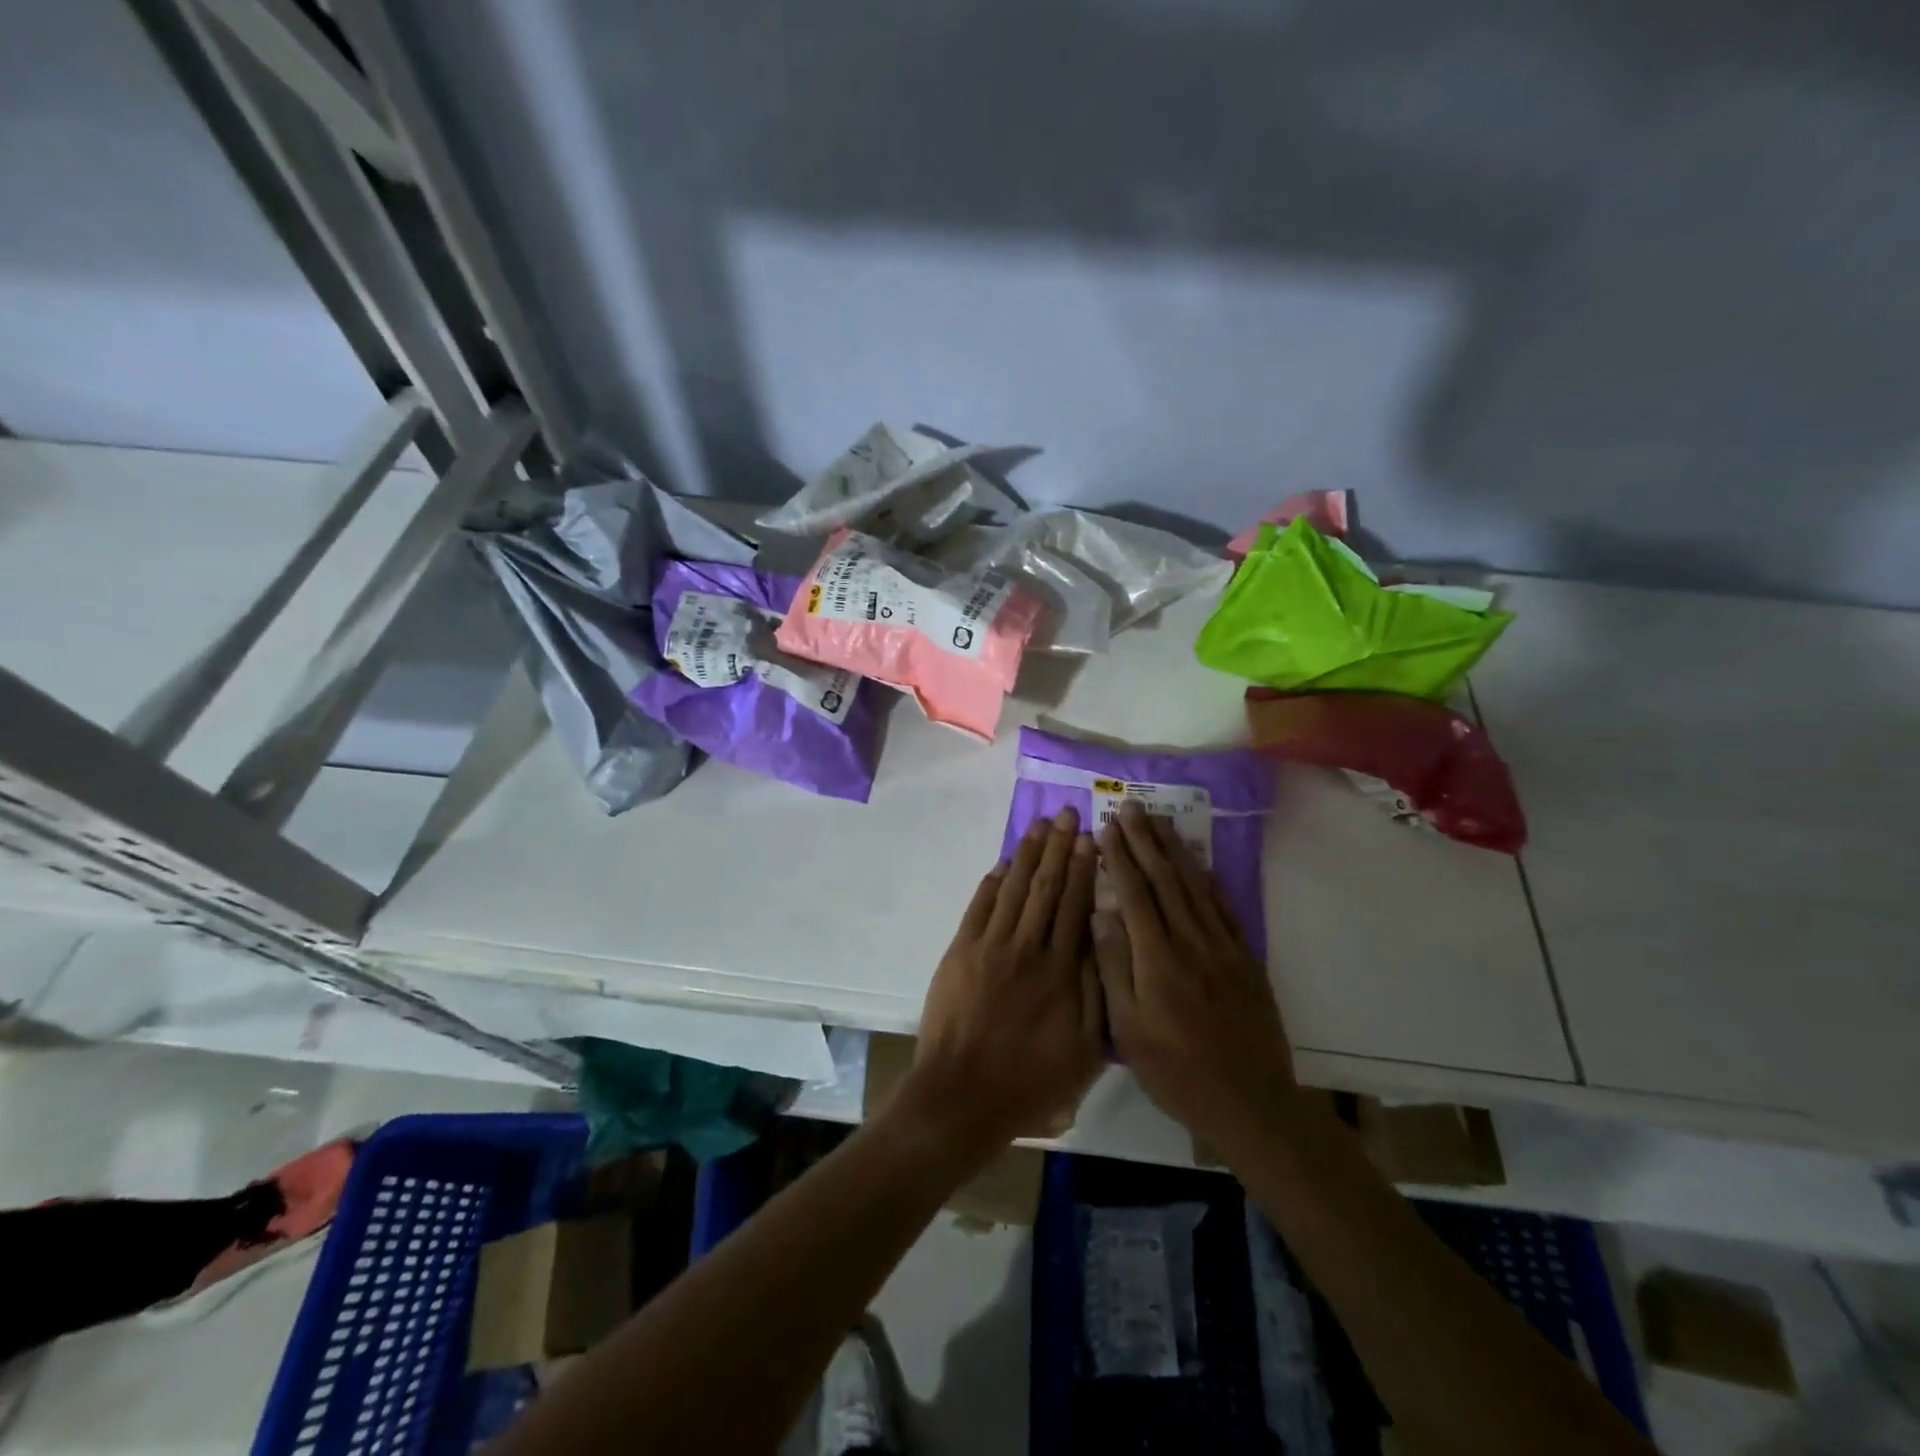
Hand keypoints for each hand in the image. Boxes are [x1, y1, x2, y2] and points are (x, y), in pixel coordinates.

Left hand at [902, 806, 1104, 1152]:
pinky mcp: (961, 951)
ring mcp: (990, 946)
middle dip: (1057, 847)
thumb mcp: (1083, 1049)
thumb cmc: (1030, 1080)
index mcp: (1061, 971)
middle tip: (1066, 813)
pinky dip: (992, 882)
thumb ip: (1097, 992)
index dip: (1083, 869)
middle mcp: (1027, 948)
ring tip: (1039, 826)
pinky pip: (979, 907)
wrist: (963, 1095)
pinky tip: (1003, 863)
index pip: (1075, 906)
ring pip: (1013, 888)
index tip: (1090, 838)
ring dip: (1027, 854)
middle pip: (1045, 887)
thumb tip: (1104, 941)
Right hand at [1093, 801, 1296, 1150]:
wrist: (1250, 1102)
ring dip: (1175, 850)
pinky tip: (1198, 862)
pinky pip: (1223, 907)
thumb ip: (1114, 967)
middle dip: (1145, 840)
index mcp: (1156, 959)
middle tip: (1132, 808)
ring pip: (1194, 886)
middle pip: (1165, 879)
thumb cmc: (1176, 1071)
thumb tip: (1101, 913)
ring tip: (1160, 821)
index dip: (1120, 857)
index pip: (1135, 893)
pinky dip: (1208, 879)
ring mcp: (1222, 947)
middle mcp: (1190, 942)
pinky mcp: (1244, 958)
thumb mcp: (1128, 1030)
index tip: (1107, 827)